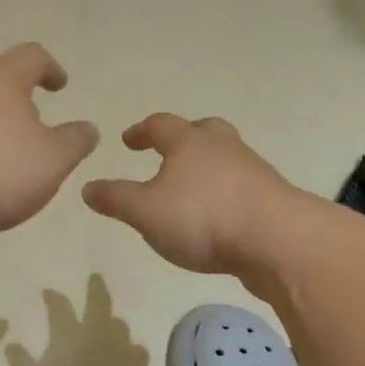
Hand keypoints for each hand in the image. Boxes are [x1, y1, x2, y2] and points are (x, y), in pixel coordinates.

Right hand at [83, 114, 296, 274]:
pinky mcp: (272, 198)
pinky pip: (243, 186)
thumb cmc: (203, 217)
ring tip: (193, 189)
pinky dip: (227, 193)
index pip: (161, 125)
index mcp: (189, 143)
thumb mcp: (146, 212)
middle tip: (170, 151)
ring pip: (227, 158)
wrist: (277, 240)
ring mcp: (252, 171)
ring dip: (209, 167)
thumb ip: (115, 199)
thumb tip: (87, 187)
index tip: (129, 140)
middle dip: (184, 138)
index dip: (142, 131)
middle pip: (203, 131)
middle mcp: (223, 148)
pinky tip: (220, 216)